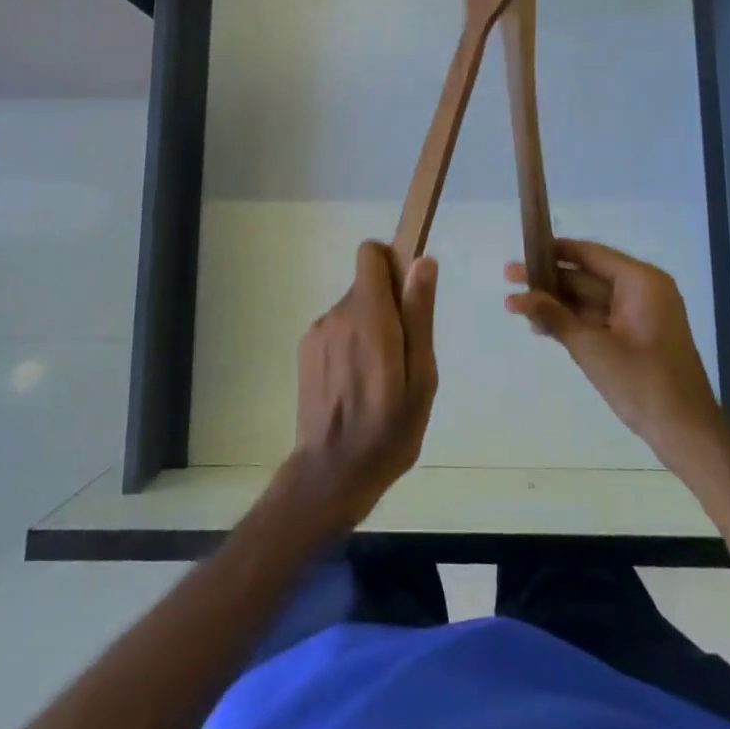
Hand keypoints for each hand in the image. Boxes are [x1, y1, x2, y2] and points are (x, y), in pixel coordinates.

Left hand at [289, 242, 438, 532]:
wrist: (331, 474)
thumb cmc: (389, 430)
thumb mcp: (421, 377)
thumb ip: (419, 314)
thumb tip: (423, 261)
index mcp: (369, 316)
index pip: (371, 254)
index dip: (392, 263)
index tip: (409, 295)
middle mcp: (337, 314)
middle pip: (367, 284)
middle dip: (389, 306)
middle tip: (403, 356)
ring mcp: (317, 332)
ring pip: (354, 309)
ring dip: (370, 328)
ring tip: (382, 378)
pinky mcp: (306, 350)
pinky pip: (338, 329)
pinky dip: (351, 344)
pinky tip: (358, 385)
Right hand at [505, 238, 723, 468]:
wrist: (687, 435)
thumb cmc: (643, 384)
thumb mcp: (592, 349)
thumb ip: (554, 317)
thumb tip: (517, 296)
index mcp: (641, 281)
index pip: (590, 254)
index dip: (553, 251)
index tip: (521, 250)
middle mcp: (642, 290)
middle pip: (587, 276)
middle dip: (549, 281)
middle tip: (508, 277)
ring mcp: (640, 315)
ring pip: (589, 299)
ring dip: (556, 304)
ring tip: (515, 306)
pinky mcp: (635, 337)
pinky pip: (598, 319)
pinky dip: (572, 322)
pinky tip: (540, 327)